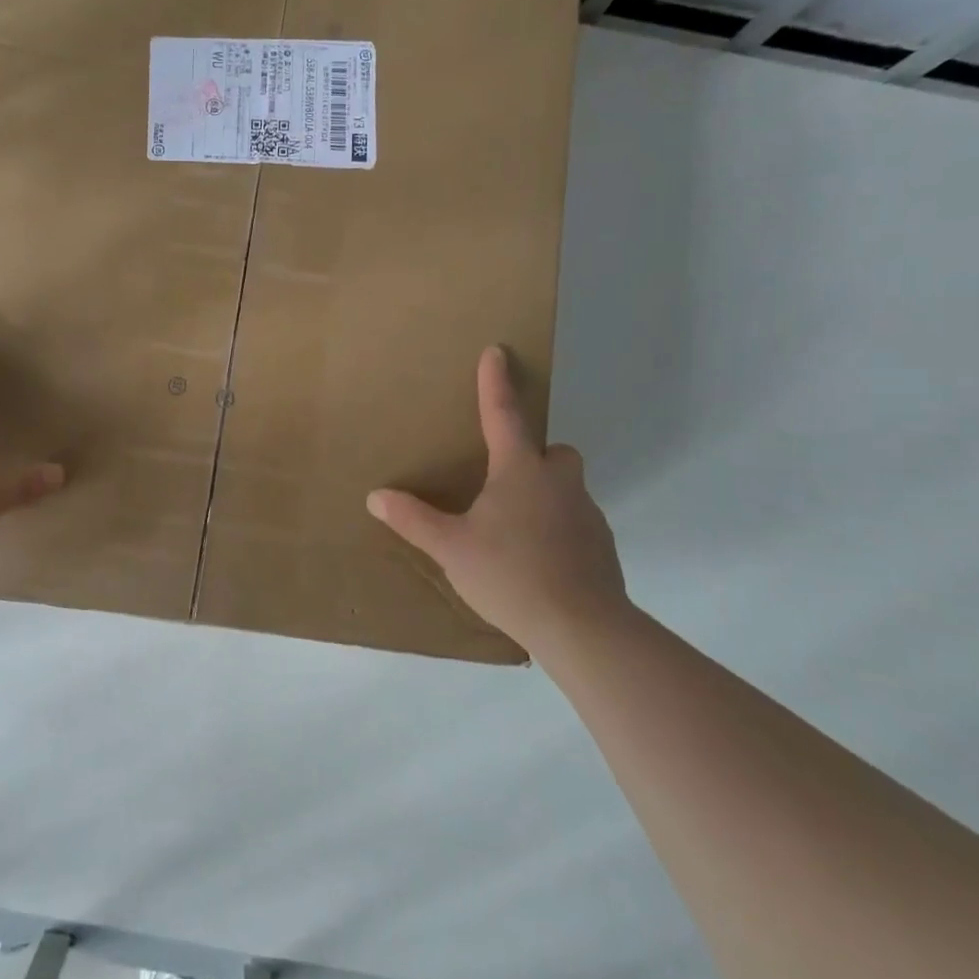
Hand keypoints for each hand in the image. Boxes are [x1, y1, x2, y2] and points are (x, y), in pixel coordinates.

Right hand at [367, 346, 628, 653]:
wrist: (582, 627)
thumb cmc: (510, 575)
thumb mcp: (452, 548)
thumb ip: (414, 520)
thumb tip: (375, 496)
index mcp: (520, 472)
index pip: (504, 414)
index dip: (496, 382)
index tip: (497, 351)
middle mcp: (559, 482)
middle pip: (554, 450)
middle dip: (535, 453)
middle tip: (506, 478)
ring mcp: (587, 513)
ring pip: (567, 486)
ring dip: (546, 493)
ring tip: (517, 528)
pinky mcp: (602, 545)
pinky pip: (577, 520)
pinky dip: (559, 527)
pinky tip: (540, 559)